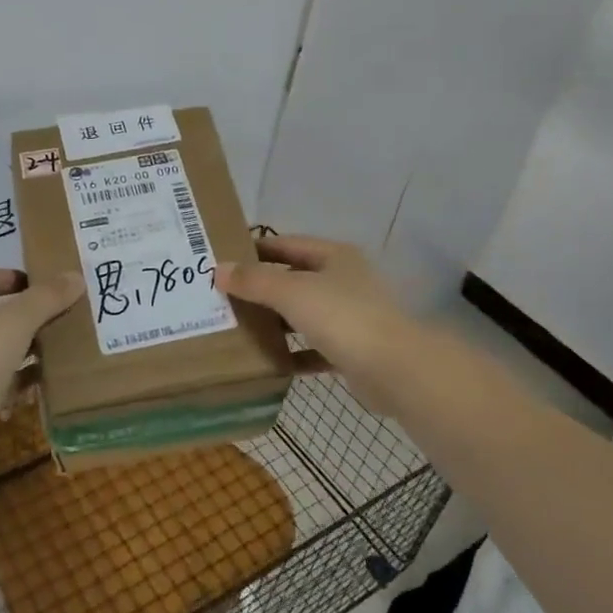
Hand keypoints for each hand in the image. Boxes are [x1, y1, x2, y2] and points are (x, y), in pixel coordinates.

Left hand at [0, 268, 85, 467]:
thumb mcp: (17, 320)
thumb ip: (47, 297)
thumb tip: (76, 276)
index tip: (31, 283)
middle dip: (25, 314)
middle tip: (59, 313)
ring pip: (3, 350)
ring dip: (29, 347)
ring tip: (63, 343)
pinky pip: (8, 382)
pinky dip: (28, 379)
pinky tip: (53, 378)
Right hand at [214, 235, 414, 413]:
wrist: (395, 369)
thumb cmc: (342, 317)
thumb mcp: (291, 292)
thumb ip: (254, 281)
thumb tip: (218, 270)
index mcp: (333, 256)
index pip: (286, 244)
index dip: (255, 249)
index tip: (222, 259)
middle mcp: (343, 281)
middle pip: (293, 278)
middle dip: (260, 287)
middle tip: (221, 296)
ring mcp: (350, 316)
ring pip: (302, 314)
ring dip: (275, 321)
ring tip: (236, 328)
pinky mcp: (351, 350)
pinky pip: (313, 348)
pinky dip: (292, 354)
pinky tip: (267, 362)